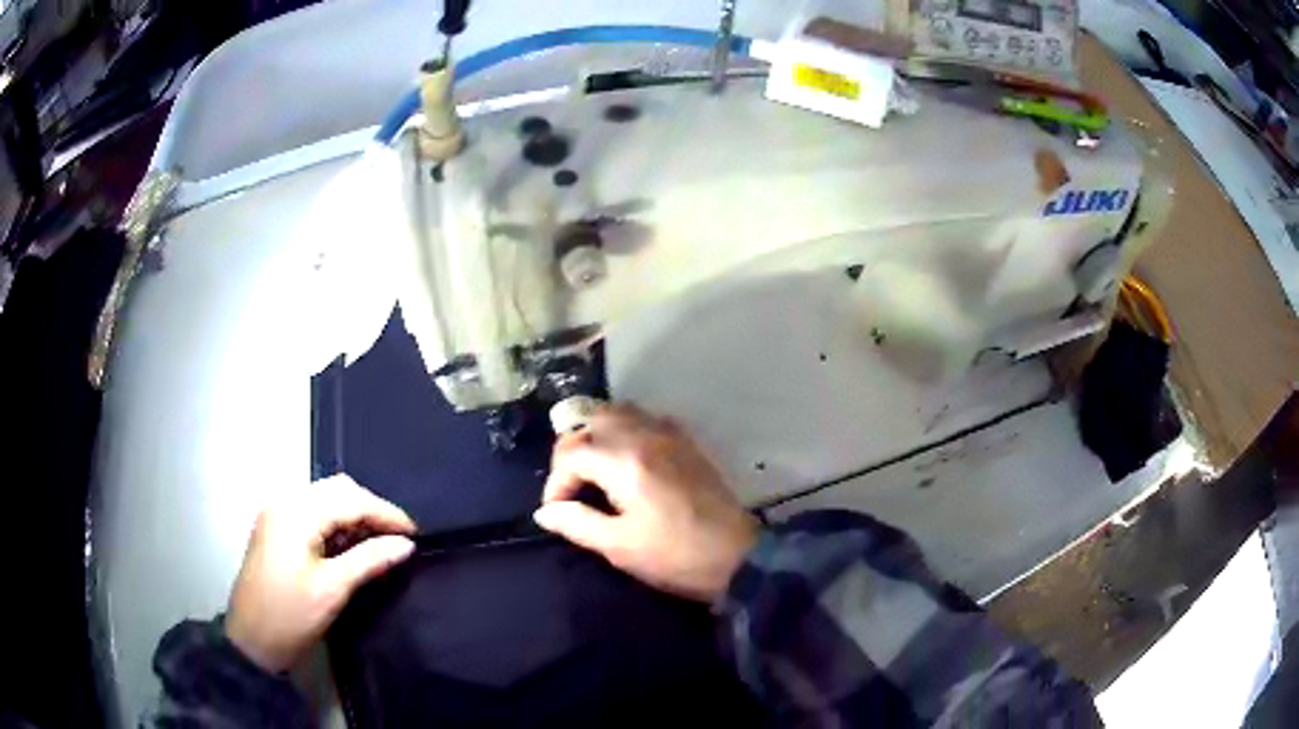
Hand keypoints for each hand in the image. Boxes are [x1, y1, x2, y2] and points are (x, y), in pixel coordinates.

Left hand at [225, 475, 416, 672]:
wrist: (251, 641)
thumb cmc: (291, 615)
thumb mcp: (333, 589)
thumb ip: (370, 560)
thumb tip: (405, 544)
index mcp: (296, 513)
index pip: (350, 499)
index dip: (386, 513)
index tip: (415, 535)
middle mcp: (284, 503)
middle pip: (336, 490)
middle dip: (370, 510)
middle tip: (397, 539)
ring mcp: (277, 515)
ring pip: (325, 499)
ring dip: (353, 516)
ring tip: (378, 543)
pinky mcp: (275, 530)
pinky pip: (312, 513)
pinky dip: (335, 523)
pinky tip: (349, 546)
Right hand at [534, 405, 759, 603]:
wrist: (739, 557)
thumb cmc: (676, 556)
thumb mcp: (619, 546)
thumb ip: (577, 523)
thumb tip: (545, 512)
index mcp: (624, 461)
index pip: (570, 452)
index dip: (555, 482)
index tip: (558, 511)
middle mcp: (644, 435)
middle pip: (591, 421)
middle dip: (571, 451)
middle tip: (571, 487)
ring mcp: (669, 434)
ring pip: (619, 412)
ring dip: (596, 434)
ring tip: (592, 470)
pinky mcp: (686, 442)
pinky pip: (645, 419)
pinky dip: (625, 430)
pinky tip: (626, 460)